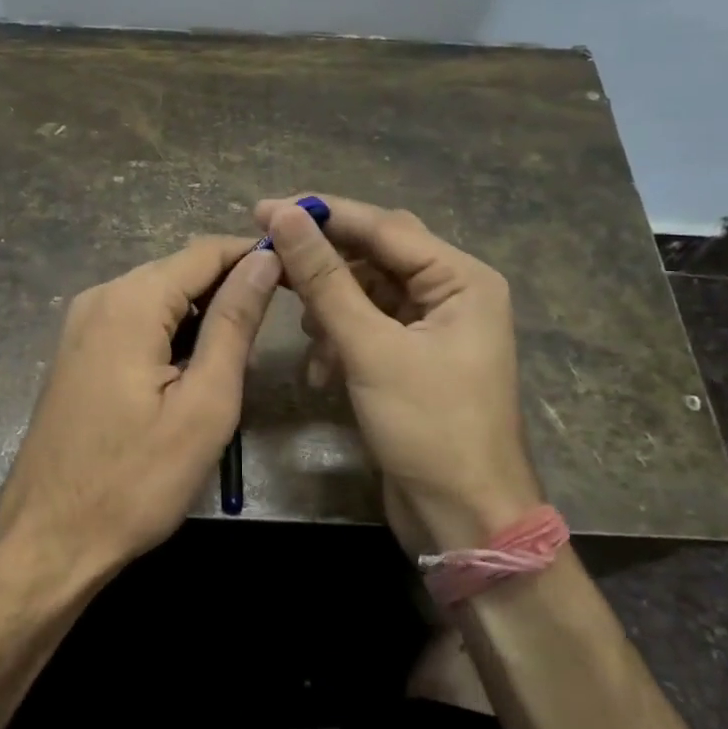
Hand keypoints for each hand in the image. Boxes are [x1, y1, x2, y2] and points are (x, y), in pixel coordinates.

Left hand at [0, 237, 281, 587]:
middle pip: (179, 270)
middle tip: (277, 325)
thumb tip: (263, 260)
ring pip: (159, 296)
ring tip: (241, 354)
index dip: (254, 256)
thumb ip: (234, 323)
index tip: (298, 276)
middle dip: (230, 286)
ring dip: (203, 314)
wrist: (49, 538)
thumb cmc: (136, 480)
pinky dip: (171, 333)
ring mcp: (81, 323)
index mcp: (130, 302)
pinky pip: (136, 321)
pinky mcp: (78, 350)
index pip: (205, 252)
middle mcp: (100, 297)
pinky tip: (193, 370)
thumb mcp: (204, 403)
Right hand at [256, 195, 540, 551]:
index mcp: (461, 279)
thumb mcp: (371, 348)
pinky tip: (321, 370)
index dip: (321, 215)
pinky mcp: (412, 359)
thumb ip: (326, 280)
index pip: (383, 226)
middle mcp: (452, 293)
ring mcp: (433, 328)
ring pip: (366, 294)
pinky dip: (340, 341)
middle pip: (375, 256)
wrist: (464, 519)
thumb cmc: (429, 428)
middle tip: (269, 263)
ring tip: (304, 332)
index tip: (263, 209)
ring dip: (330, 310)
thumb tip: (286, 217)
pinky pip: (368, 329)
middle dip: (324, 265)